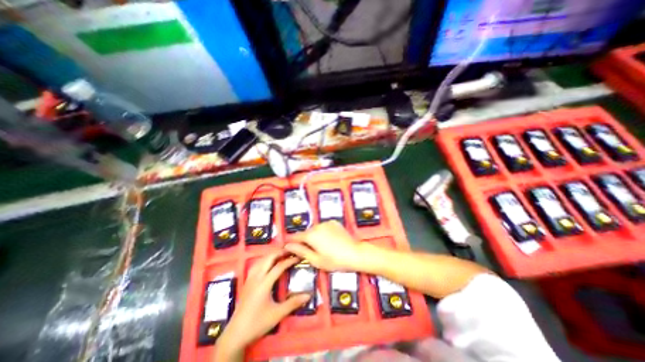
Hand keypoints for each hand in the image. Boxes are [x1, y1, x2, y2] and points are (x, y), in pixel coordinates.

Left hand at [214, 250, 309, 360]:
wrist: (235, 334)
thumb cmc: (257, 323)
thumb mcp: (277, 314)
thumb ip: (293, 303)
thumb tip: (308, 295)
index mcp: (264, 283)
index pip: (279, 266)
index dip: (290, 260)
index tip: (299, 256)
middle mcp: (257, 277)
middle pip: (269, 258)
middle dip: (280, 252)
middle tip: (290, 250)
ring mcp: (250, 279)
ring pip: (261, 260)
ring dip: (272, 254)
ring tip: (281, 254)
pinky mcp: (247, 282)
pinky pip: (256, 265)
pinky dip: (264, 259)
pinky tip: (268, 262)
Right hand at [284, 221, 364, 271]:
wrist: (355, 253)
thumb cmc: (334, 261)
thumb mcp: (315, 260)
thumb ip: (301, 251)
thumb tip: (288, 246)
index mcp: (311, 235)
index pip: (295, 236)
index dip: (291, 242)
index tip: (289, 248)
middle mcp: (317, 226)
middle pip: (306, 233)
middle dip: (306, 241)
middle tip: (311, 252)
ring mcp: (326, 223)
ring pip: (315, 230)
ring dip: (315, 236)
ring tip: (323, 247)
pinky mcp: (334, 222)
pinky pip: (324, 227)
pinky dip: (324, 232)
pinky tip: (330, 241)